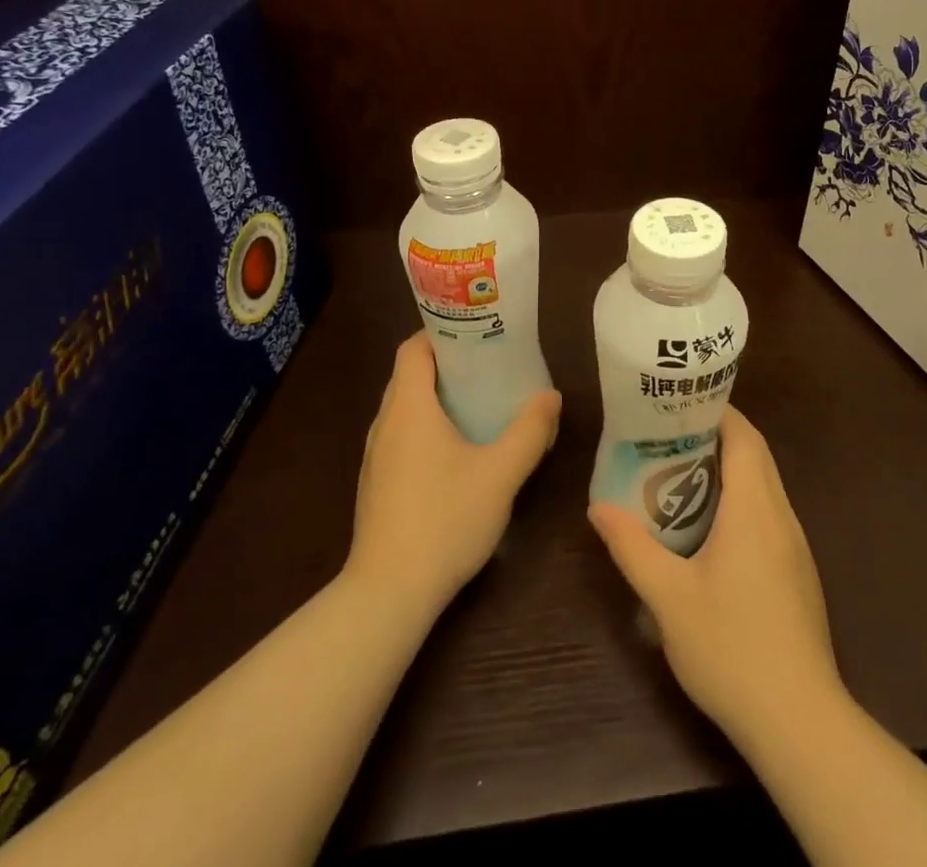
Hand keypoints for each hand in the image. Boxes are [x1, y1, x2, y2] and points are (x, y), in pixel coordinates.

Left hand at [347, 333, 561, 616]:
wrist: (388, 593)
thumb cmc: (445, 520)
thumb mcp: (500, 474)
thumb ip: (529, 431)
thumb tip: (551, 397)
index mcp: (408, 407)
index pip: (413, 348)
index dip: (441, 332)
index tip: (477, 333)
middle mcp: (384, 423)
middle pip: (410, 375)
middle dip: (448, 364)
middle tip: (491, 365)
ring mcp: (375, 456)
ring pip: (405, 408)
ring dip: (438, 398)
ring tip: (480, 402)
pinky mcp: (376, 484)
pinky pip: (402, 436)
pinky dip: (427, 427)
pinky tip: (458, 451)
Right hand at [588, 407, 843, 746]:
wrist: (800, 722)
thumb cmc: (731, 648)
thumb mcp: (668, 597)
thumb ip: (632, 547)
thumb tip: (598, 508)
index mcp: (754, 508)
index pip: (744, 437)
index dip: (716, 411)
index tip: (679, 404)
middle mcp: (781, 516)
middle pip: (756, 455)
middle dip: (718, 435)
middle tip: (669, 435)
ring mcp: (795, 546)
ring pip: (765, 485)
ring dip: (730, 469)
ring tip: (681, 472)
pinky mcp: (798, 573)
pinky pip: (769, 514)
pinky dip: (742, 500)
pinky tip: (711, 527)